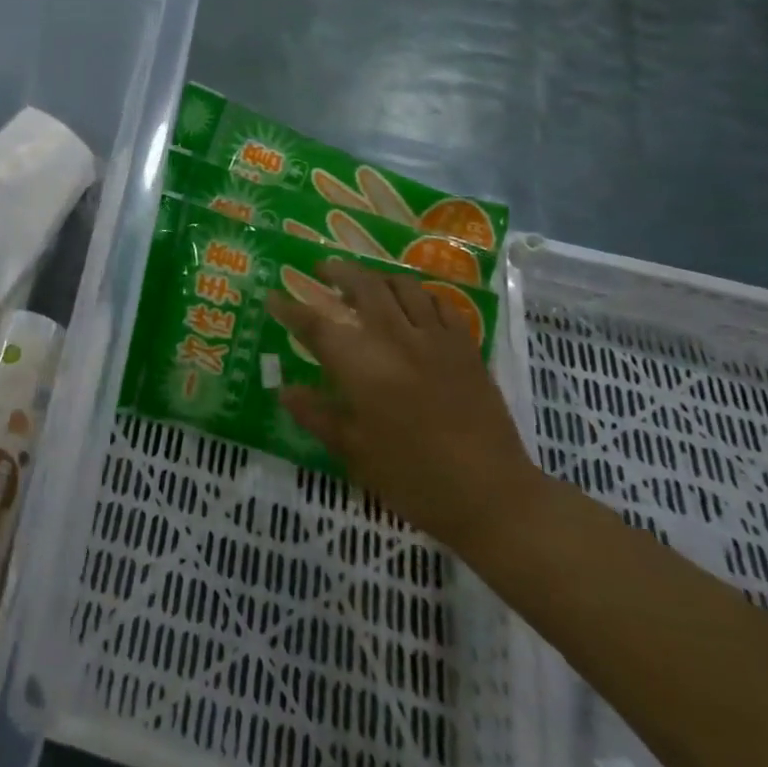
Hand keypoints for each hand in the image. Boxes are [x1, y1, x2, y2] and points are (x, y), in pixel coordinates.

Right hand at [266, 259, 538, 548]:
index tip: (273, 296)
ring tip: (365, 282)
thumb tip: (284, 389)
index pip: (316, 325)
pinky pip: (439, 303)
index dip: (290, 308)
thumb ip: (317, 415)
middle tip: (322, 270)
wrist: (493, 496)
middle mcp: (395, 339)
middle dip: (338, 272)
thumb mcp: (355, 452)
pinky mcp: (465, 347)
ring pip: (402, 286)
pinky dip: (419, 295)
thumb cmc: (414, 479)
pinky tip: (412, 304)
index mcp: (362, 367)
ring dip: (377, 277)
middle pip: (362, 287)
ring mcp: (435, 339)